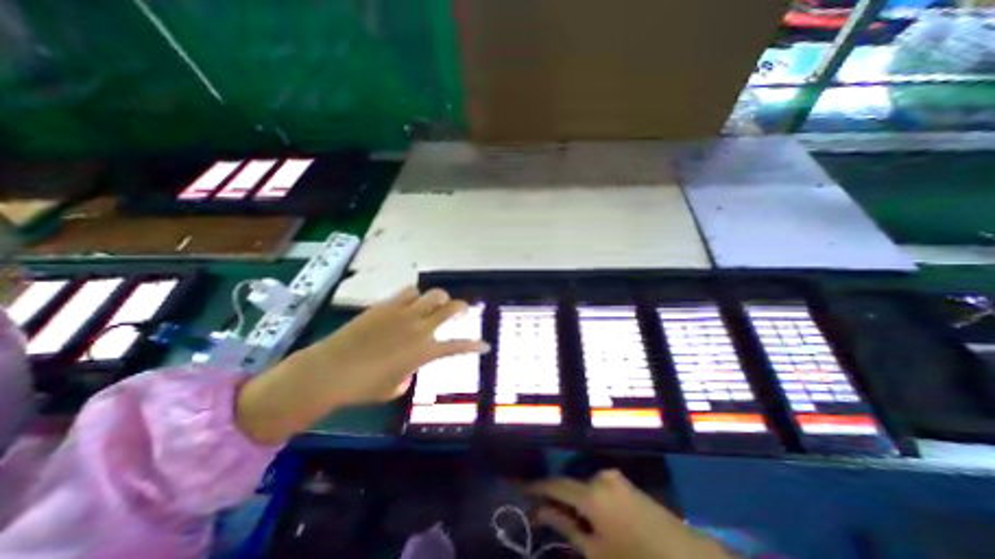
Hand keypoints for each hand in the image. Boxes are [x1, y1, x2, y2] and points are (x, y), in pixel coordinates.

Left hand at [237, 287, 493, 441]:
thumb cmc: (364, 386)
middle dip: (461, 306)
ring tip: (433, 303)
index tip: (486, 345)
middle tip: (462, 308)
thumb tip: (407, 369)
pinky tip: (408, 302)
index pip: (458, 347)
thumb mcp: (393, 387)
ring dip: (437, 298)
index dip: (475, 346)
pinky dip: (414, 296)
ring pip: (431, 294)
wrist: (330, 370)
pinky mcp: (386, 305)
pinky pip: (407, 292)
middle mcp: (419, 328)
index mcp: (424, 351)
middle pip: (450, 307)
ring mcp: (403, 313)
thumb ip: (407, 375)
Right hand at [529, 472, 728, 557]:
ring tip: (569, 520)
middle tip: (543, 512)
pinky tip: (591, 517)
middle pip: (570, 483)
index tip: (523, 490)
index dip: (537, 487)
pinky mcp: (626, 483)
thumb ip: (566, 527)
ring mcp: (615, 477)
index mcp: (591, 493)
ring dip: (573, 499)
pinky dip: (588, 499)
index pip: (555, 484)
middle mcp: (600, 476)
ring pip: (584, 485)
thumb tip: (540, 511)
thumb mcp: (597, 553)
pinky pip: (598, 486)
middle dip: (556, 496)